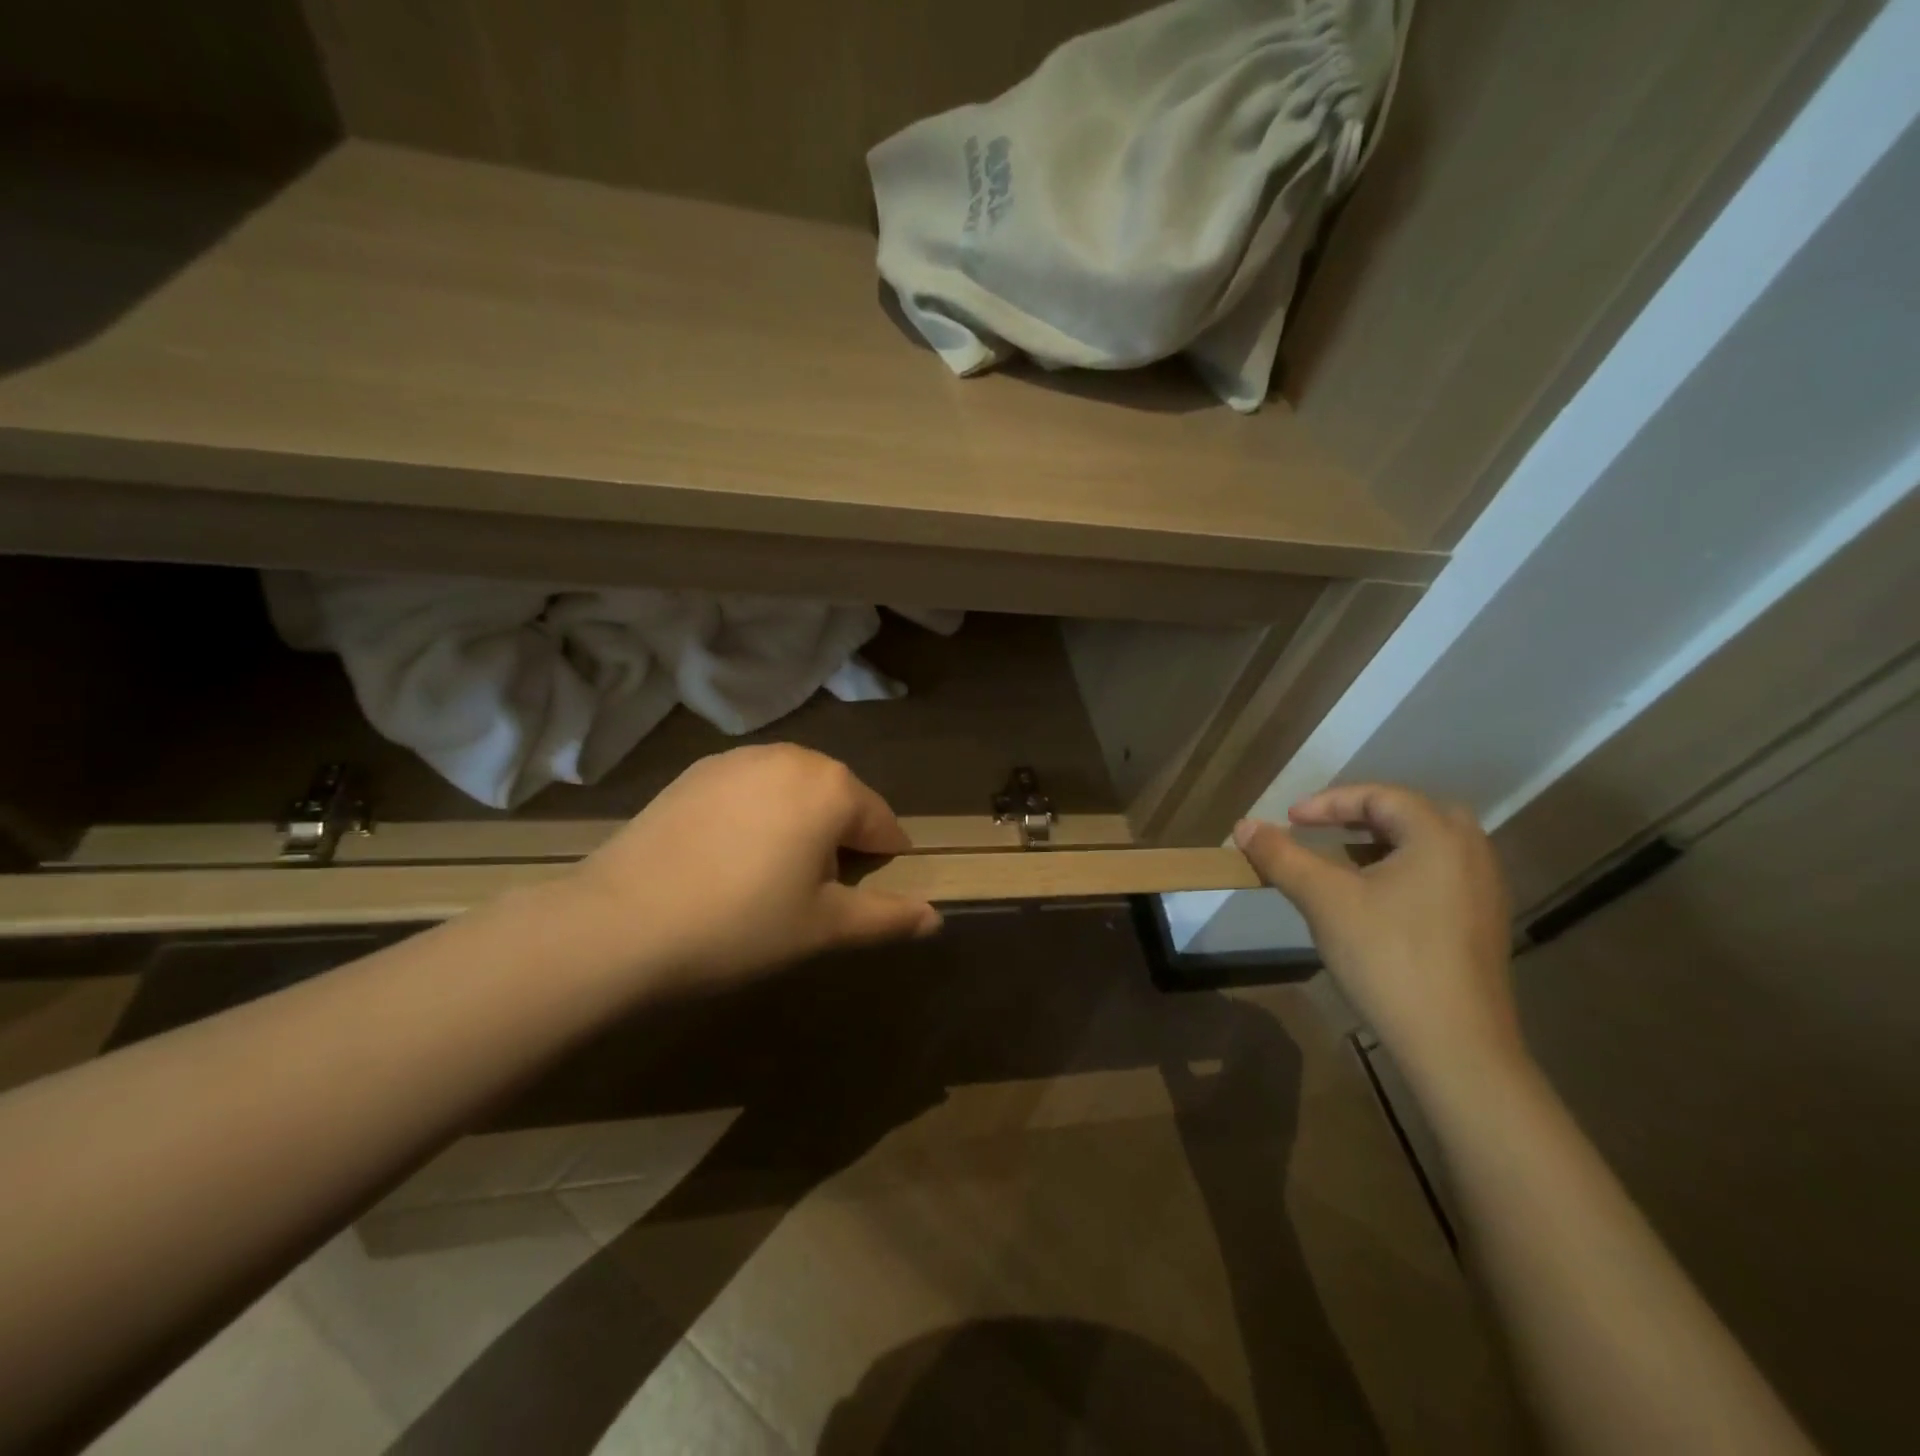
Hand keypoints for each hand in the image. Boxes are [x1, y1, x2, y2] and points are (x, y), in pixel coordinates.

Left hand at [562, 745, 942, 991]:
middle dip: (838, 840)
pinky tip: (727, 857)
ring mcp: (739, 758)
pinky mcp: (697, 769)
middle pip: (839, 799)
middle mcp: (792, 757)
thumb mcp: (823, 928)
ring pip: (794, 790)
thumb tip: (937, 920)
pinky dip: (756, 815)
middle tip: (809, 894)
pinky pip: (751, 788)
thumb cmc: (740, 925)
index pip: (882, 824)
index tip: (858, 899)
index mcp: (832, 787)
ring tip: (767, 876)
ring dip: (798, 824)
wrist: (619, 923)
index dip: (881, 864)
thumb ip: (887, 919)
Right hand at [1232, 784, 1522, 1090]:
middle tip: (1323, 830)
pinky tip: (1373, 902)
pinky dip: (1402, 872)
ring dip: (1381, 844)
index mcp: (1439, 836)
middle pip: (1412, 814)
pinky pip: (1439, 876)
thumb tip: (1243, 825)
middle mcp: (1471, 854)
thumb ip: (1282, 856)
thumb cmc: (1388, 958)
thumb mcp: (1324, 900)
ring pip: (1428, 847)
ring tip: (1341, 862)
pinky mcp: (1482, 925)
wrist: (1455, 1046)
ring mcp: (1483, 892)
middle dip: (1362, 817)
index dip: (1327, 802)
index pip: (1379, 796)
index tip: (1289, 820)